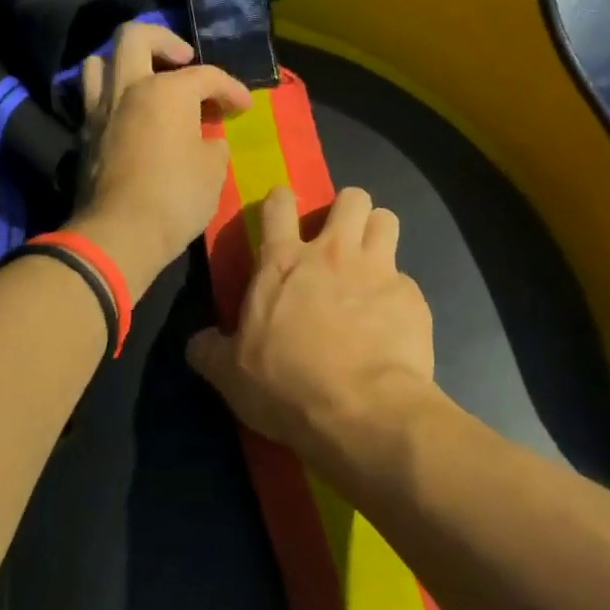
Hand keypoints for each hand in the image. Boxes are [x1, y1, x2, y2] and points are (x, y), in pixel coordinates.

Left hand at [71, 21, 251, 298]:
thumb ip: (212, 143)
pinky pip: (92, 97)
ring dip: (125, 62)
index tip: (244, 106)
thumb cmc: (176, 198)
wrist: (119, 235)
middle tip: (185, 62)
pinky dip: (111, 95)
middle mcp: (129, 88)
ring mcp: (100, 109)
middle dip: (165, 41)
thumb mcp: (213, 170)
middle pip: (136, 36)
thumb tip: (206, 139)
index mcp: (166, 90)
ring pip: (101, 60)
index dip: (231, 88)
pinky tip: (132, 115)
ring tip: (147, 81)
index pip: (206, 76)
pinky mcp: (84, 135)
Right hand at [187, 185, 436, 457]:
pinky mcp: (411, 297)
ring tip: (371, 263)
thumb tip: (197, 342)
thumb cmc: (287, 386)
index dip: (281, 200)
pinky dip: (397, 295)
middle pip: (351, 198)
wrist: (362, 411)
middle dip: (347, 211)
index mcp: (283, 263)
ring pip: (385, 220)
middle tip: (340, 241)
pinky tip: (392, 323)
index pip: (279, 204)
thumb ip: (211, 350)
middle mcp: (332, 253)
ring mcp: (377, 270)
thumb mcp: (231, 376)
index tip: (283, 211)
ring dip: (377, 234)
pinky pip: (406, 280)